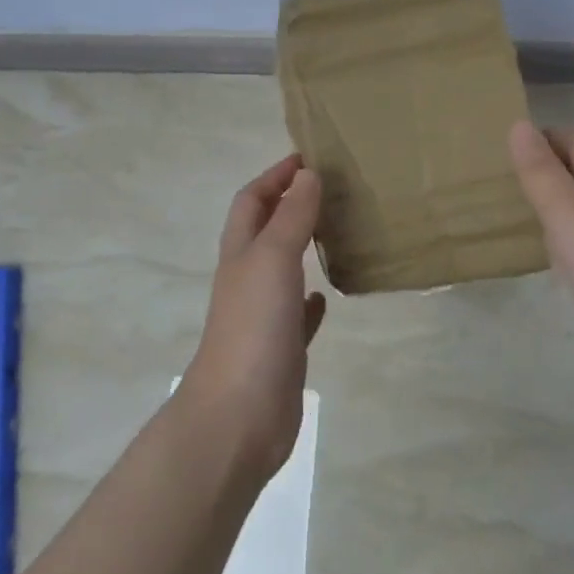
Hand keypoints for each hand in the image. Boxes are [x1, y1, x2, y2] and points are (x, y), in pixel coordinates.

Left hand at [181, 154, 325, 483]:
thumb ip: (291, 217)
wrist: (238, 416)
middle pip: (265, 231)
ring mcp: (262, 316)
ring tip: (335, 232)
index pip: (252, 201)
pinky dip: (309, 300)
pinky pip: (296, 314)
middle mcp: (248, 279)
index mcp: (240, 253)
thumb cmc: (253, 327)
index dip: (274, 177)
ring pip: (282, 269)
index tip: (306, 157)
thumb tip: (307, 173)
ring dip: (301, 248)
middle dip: (289, 205)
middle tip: (330, 190)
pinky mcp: (280, 349)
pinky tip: (326, 296)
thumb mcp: (273, 260)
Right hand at [508, 121, 573, 335]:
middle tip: (504, 179)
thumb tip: (520, 123)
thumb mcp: (565, 210)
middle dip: (549, 170)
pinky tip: (551, 261)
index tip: (508, 145)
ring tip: (517, 214)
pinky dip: (567, 245)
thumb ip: (540, 170)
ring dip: (557, 208)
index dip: (547, 137)